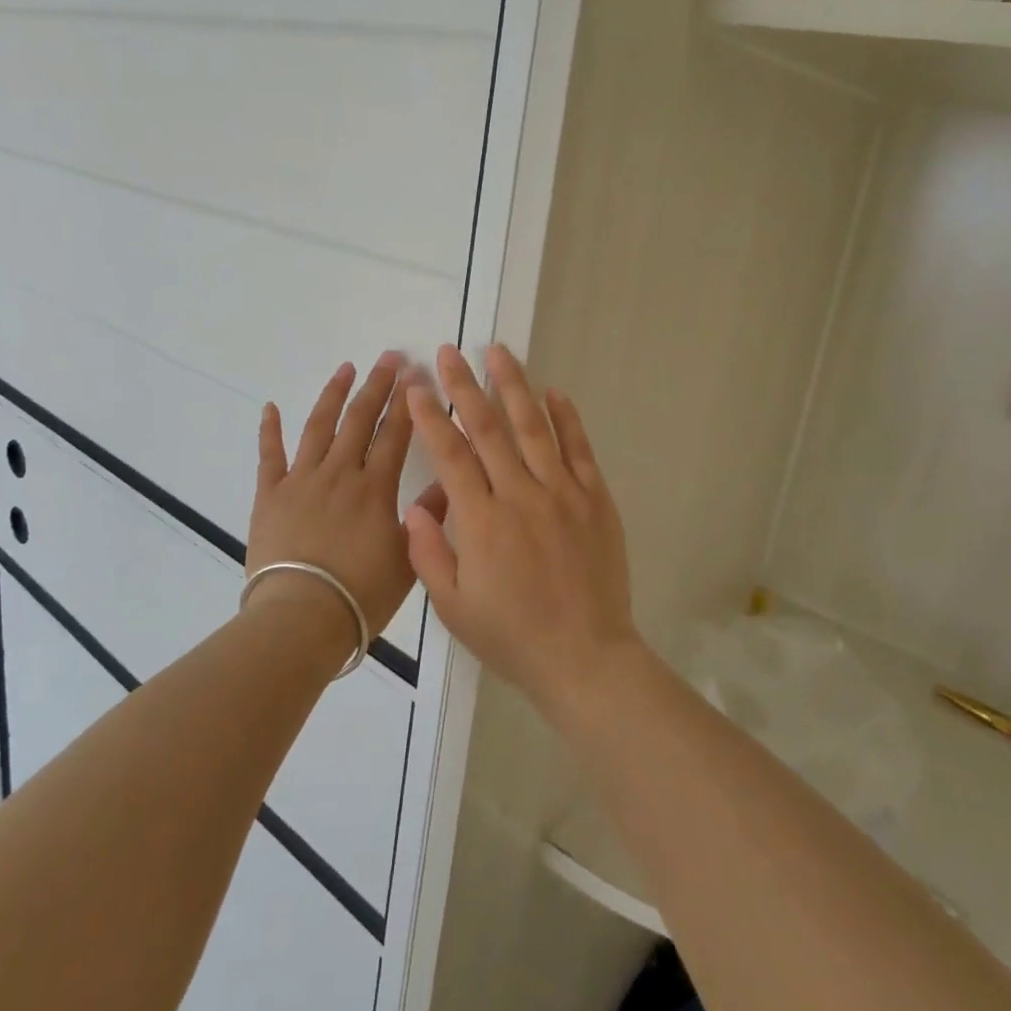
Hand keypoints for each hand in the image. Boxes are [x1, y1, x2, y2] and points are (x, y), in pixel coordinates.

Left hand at [247, 351, 446, 641]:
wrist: (302, 616)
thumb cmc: (361, 595)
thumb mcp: (407, 559)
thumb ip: (427, 517)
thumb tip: (448, 483)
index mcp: (375, 488)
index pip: (395, 434)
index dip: (407, 403)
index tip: (415, 374)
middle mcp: (339, 473)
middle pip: (359, 420)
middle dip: (377, 386)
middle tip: (389, 357)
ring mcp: (301, 480)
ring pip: (319, 427)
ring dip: (333, 395)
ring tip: (346, 368)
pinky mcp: (269, 495)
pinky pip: (269, 456)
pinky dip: (269, 430)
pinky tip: (270, 406)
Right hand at [404, 343, 636, 721]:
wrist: (586, 658)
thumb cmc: (513, 636)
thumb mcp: (453, 607)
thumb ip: (429, 553)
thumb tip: (415, 506)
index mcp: (482, 521)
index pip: (450, 454)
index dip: (430, 415)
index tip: (415, 385)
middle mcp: (521, 495)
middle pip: (488, 429)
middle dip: (464, 386)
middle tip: (449, 352)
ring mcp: (562, 493)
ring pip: (533, 428)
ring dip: (513, 386)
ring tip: (499, 352)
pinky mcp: (595, 499)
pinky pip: (579, 449)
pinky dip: (567, 418)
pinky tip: (554, 392)